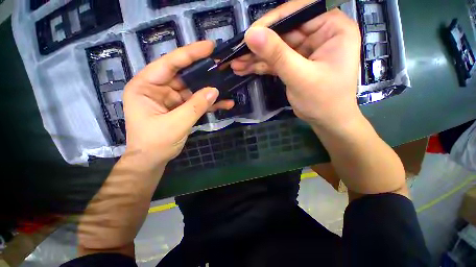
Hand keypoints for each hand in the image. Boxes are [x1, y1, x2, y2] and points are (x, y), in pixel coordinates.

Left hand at [123, 41, 233, 168]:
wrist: (152, 160)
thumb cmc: (155, 143)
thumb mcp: (175, 124)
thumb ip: (195, 107)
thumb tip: (214, 91)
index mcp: (145, 86)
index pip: (169, 64)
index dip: (190, 54)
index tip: (209, 47)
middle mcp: (157, 88)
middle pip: (184, 75)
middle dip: (204, 71)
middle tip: (222, 65)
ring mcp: (171, 99)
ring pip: (193, 89)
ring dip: (210, 90)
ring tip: (228, 84)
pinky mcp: (180, 108)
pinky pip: (196, 102)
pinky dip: (210, 103)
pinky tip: (225, 104)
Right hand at [231, 0, 360, 130]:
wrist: (326, 121)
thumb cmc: (322, 100)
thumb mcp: (300, 76)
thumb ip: (277, 55)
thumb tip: (251, 34)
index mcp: (332, 28)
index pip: (299, 12)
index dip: (272, 21)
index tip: (250, 34)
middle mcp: (319, 34)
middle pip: (284, 32)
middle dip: (259, 45)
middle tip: (237, 52)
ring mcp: (305, 50)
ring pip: (276, 48)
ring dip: (256, 57)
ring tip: (236, 63)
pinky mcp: (295, 64)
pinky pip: (275, 61)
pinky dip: (260, 66)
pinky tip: (244, 69)